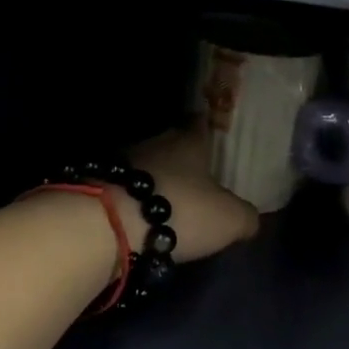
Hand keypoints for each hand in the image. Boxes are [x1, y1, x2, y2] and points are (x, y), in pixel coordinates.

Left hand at [117, 125, 259, 265]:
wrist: (108, 225)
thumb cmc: (180, 210)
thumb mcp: (229, 219)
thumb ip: (246, 217)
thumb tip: (251, 219)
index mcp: (188, 141)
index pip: (200, 123)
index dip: (209, 129)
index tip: (215, 138)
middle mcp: (154, 143)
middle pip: (171, 146)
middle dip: (182, 162)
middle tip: (197, 180)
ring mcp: (120, 164)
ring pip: (146, 169)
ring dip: (156, 184)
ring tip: (169, 206)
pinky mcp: (97, 188)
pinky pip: (124, 192)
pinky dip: (134, 203)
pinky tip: (142, 220)